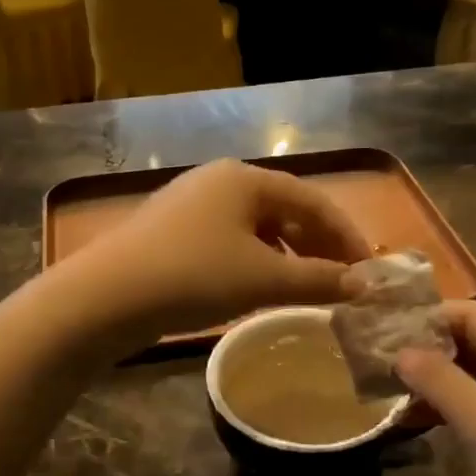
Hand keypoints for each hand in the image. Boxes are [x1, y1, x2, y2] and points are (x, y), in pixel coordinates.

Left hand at [64, 159, 368, 339]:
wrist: (106, 297)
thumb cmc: (194, 276)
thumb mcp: (264, 279)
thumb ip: (319, 279)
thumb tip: (365, 285)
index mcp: (245, 178)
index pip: (312, 200)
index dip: (346, 235)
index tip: (369, 269)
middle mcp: (219, 181)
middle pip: (284, 209)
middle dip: (317, 244)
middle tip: (342, 279)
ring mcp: (190, 204)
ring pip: (256, 226)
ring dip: (287, 254)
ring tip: (306, 286)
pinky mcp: (171, 231)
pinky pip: (229, 240)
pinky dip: (255, 260)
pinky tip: (259, 286)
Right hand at [396, 303, 475, 475]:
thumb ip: (442, 383)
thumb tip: (400, 350)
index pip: (475, 317)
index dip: (430, 316)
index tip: (382, 328)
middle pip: (473, 345)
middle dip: (426, 348)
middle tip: (374, 359)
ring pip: (471, 381)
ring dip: (431, 382)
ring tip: (383, 388)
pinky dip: (444, 411)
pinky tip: (409, 422)